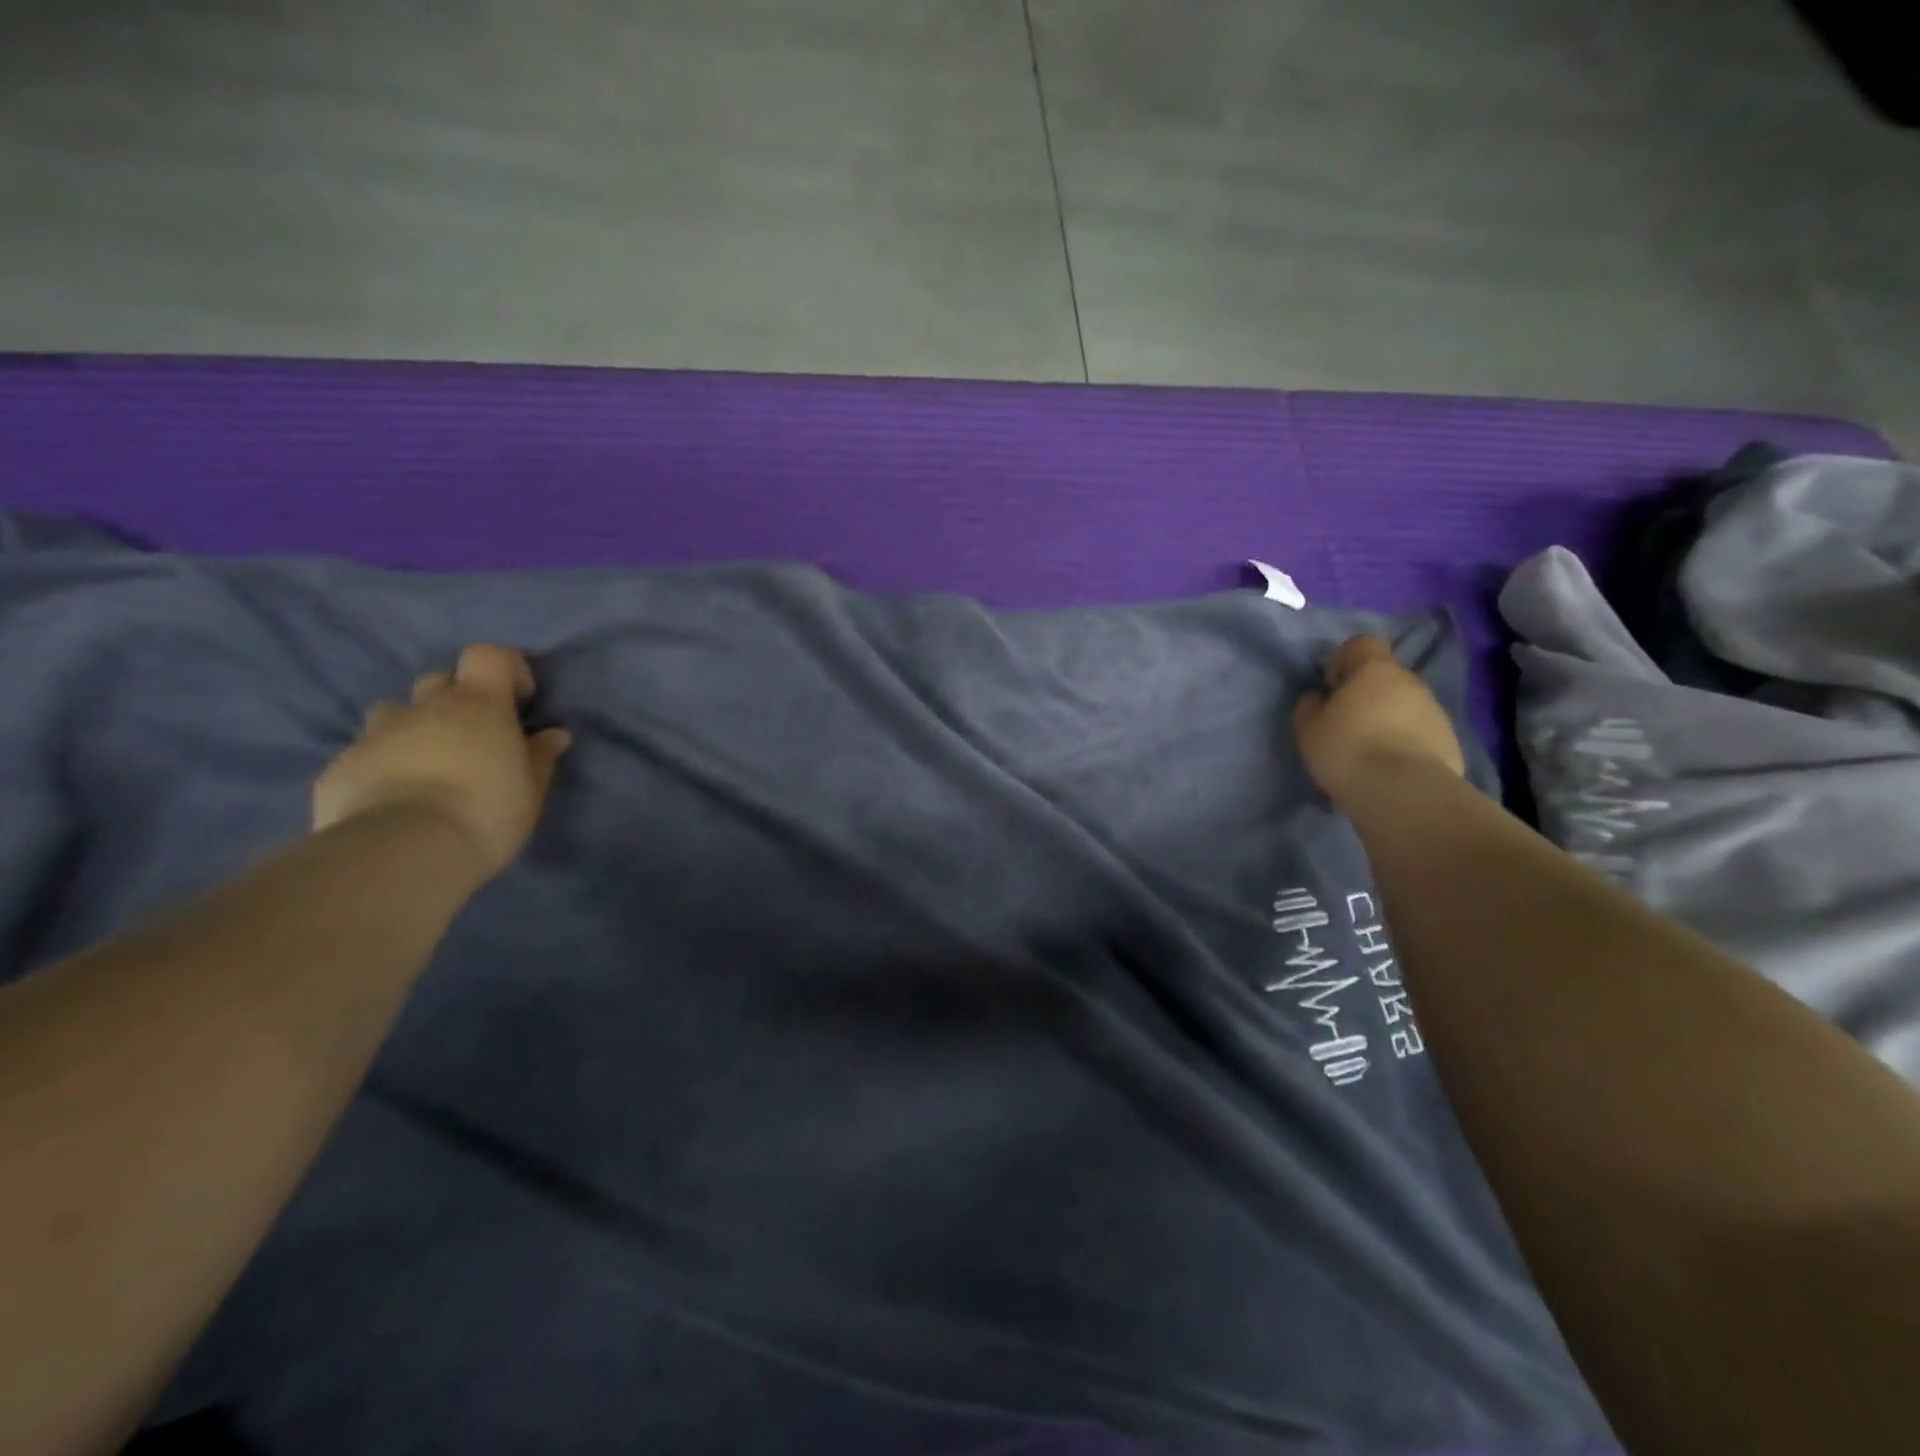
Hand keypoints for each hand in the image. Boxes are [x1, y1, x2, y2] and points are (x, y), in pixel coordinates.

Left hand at [313, 645, 570, 878]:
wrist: (404, 851)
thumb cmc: (486, 811)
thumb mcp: (531, 789)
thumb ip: (540, 756)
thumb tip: (553, 735)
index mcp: (478, 705)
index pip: (487, 656)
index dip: (505, 668)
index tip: (518, 700)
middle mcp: (425, 708)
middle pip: (438, 681)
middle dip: (455, 700)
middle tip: (472, 738)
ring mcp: (377, 734)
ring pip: (395, 714)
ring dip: (413, 729)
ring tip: (427, 767)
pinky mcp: (340, 766)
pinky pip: (366, 754)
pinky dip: (383, 766)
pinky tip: (394, 801)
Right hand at [1292, 635, 1463, 804]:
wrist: (1403, 792)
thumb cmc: (1346, 749)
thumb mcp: (1307, 727)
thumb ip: (1310, 705)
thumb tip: (1319, 698)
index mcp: (1374, 670)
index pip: (1362, 643)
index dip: (1343, 660)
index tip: (1331, 689)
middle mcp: (1410, 682)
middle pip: (1385, 677)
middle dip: (1366, 695)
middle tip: (1346, 727)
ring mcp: (1436, 711)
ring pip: (1404, 706)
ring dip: (1387, 720)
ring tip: (1369, 754)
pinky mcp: (1450, 741)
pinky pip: (1420, 733)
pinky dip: (1405, 744)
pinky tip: (1390, 770)